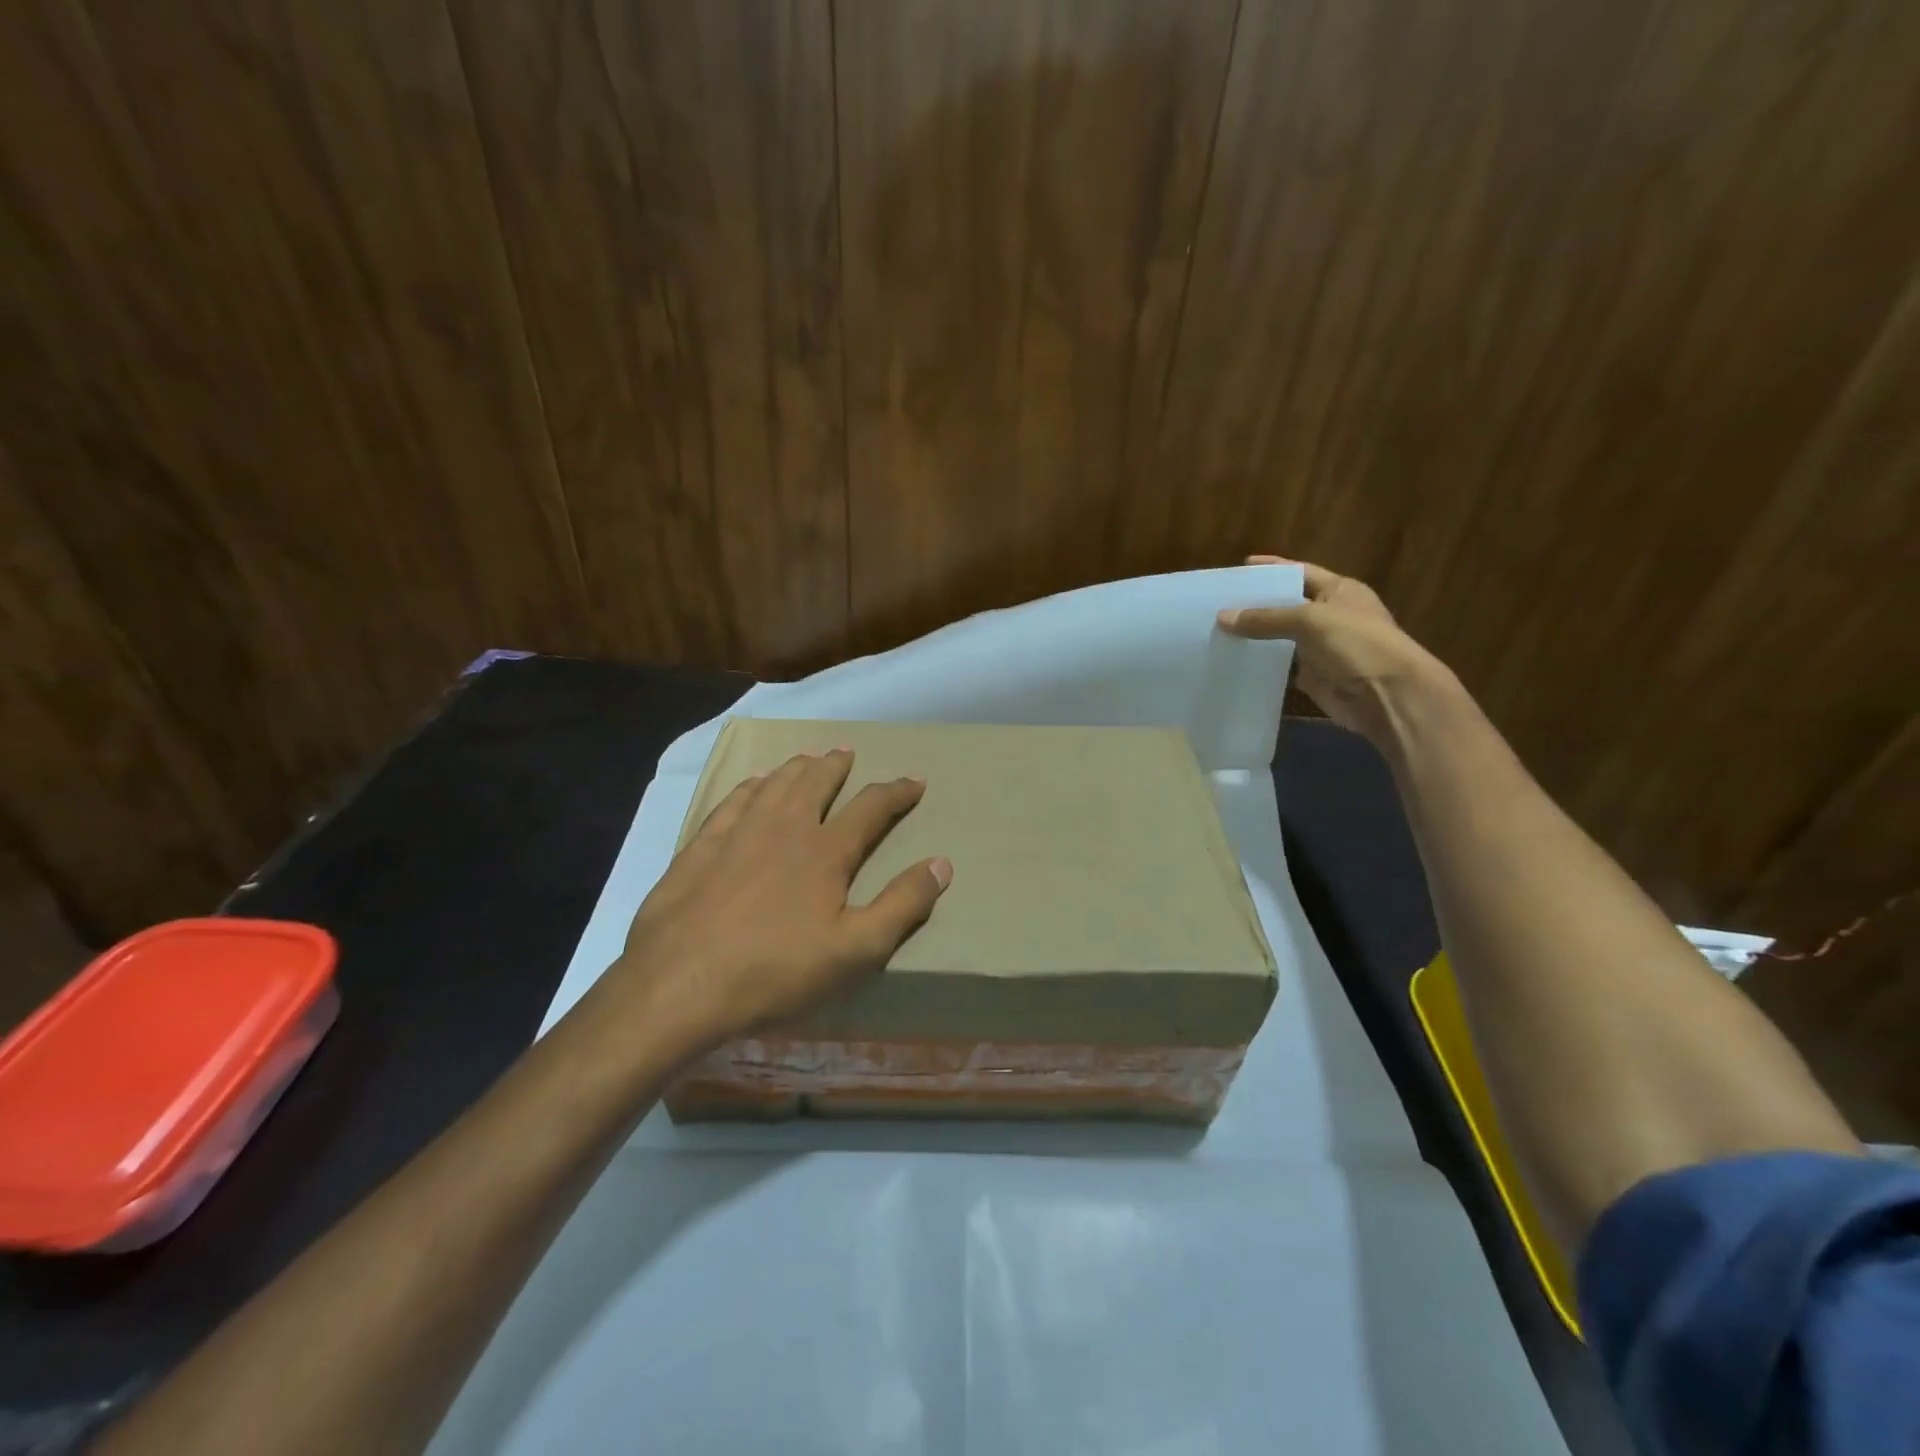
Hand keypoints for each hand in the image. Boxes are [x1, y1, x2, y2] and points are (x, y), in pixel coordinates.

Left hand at [607, 750, 950, 1049]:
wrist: (680, 984)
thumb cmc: (776, 971)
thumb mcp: (856, 950)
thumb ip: (902, 905)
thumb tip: (942, 864)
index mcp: (825, 850)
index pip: (871, 807)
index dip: (896, 792)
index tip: (914, 781)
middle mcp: (784, 827)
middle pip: (816, 782)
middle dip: (836, 766)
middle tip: (847, 752)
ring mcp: (738, 833)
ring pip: (774, 785)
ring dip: (796, 768)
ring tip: (807, 758)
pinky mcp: (700, 847)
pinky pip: (732, 801)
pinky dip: (750, 786)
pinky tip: (752, 784)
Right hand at [1218, 555, 1453, 744]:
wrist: (1387, 696)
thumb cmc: (1357, 644)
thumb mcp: (1310, 621)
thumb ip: (1266, 618)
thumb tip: (1222, 617)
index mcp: (1339, 591)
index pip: (1300, 572)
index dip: (1273, 568)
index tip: (1241, 566)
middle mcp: (1330, 616)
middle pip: (1286, 605)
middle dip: (1256, 604)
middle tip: (1219, 602)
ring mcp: (1321, 647)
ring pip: (1280, 637)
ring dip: (1255, 636)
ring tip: (1217, 631)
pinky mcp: (1313, 676)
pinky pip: (1281, 666)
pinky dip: (1260, 664)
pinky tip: (1233, 660)